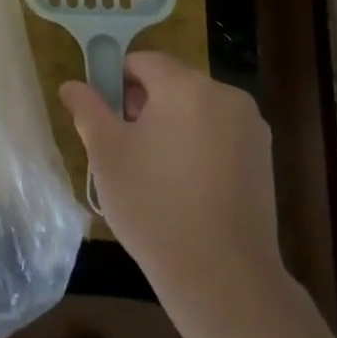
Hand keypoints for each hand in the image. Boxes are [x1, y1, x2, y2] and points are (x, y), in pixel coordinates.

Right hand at [59, 52, 279, 296]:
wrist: (223, 276)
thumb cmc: (154, 205)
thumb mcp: (106, 153)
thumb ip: (87, 109)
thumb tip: (72, 85)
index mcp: (186, 86)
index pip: (142, 61)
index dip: (116, 82)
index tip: (105, 118)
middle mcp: (225, 95)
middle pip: (172, 82)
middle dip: (144, 105)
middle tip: (124, 147)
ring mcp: (250, 127)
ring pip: (196, 109)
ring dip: (172, 125)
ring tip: (154, 171)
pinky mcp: (264, 158)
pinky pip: (219, 134)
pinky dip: (198, 145)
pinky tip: (185, 187)